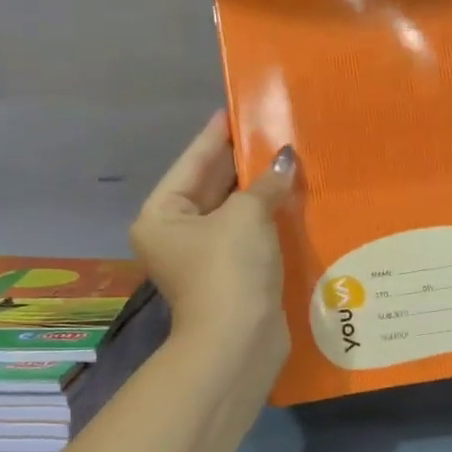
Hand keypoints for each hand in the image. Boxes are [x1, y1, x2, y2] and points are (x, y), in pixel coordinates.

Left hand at [132, 112, 295, 360]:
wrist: (238, 343)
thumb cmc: (230, 270)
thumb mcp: (246, 216)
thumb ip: (265, 183)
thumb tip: (285, 161)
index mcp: (162, 215)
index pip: (192, 162)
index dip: (216, 134)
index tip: (236, 109)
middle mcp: (175, 233)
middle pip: (210, 185)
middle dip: (241, 161)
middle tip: (271, 130)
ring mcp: (202, 256)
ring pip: (232, 211)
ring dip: (257, 189)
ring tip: (286, 156)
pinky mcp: (229, 274)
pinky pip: (246, 233)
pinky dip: (265, 216)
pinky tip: (290, 196)